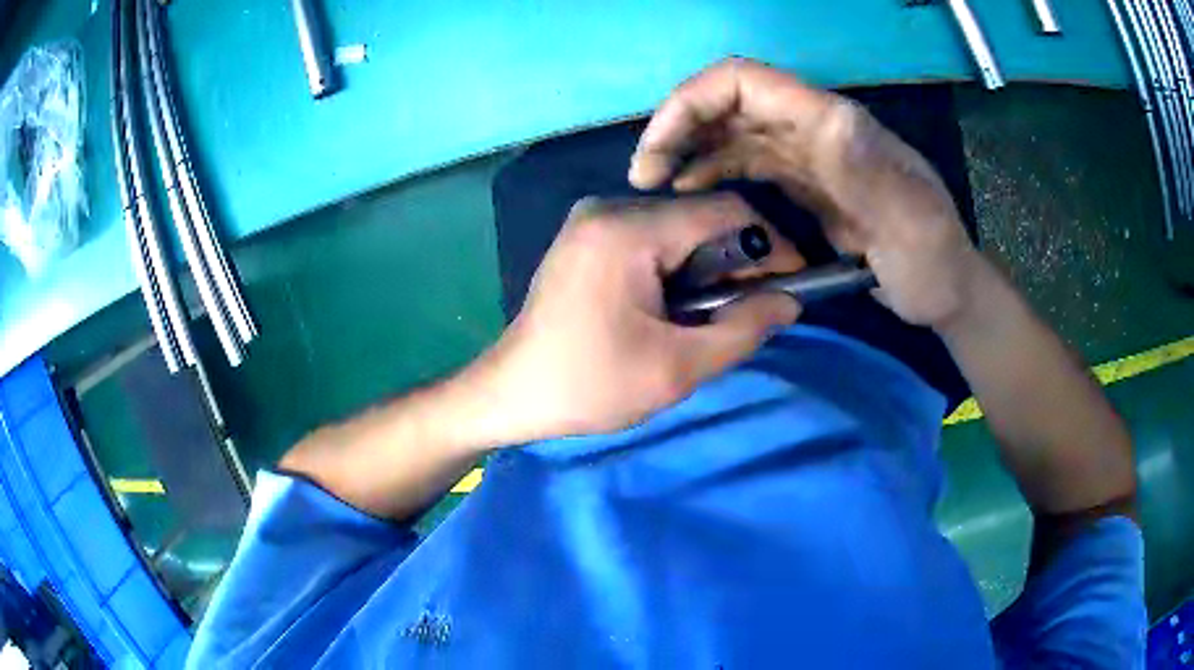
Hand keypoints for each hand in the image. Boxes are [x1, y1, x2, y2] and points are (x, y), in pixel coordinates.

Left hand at [475, 194, 798, 439]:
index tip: (796, 279)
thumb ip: (742, 329)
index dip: (772, 242)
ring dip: (709, 266)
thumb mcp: (676, 367)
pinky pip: (650, 238)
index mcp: (628, 229)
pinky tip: (680, 304)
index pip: (724, 211)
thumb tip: (791, 301)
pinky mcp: (585, 238)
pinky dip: (678, 266)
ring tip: (720, 312)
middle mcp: (608, 207)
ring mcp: (591, 220)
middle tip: (759, 306)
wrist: (510, 393)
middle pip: (700, 217)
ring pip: (677, 228)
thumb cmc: (588, 385)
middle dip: (739, 258)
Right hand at [629, 58, 979, 328]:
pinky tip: (693, 193)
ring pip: (731, 132)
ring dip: (689, 150)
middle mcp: (812, 128)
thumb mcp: (910, 216)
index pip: (744, 81)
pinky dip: (712, 172)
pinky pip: (746, 164)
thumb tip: (828, 119)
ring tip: (656, 186)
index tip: (660, 147)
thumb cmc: (932, 256)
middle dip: (678, 128)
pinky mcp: (805, 184)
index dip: (692, 100)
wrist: (944, 288)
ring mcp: (807, 155)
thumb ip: (872, 168)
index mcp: (831, 124)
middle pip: (727, 103)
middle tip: (645, 175)